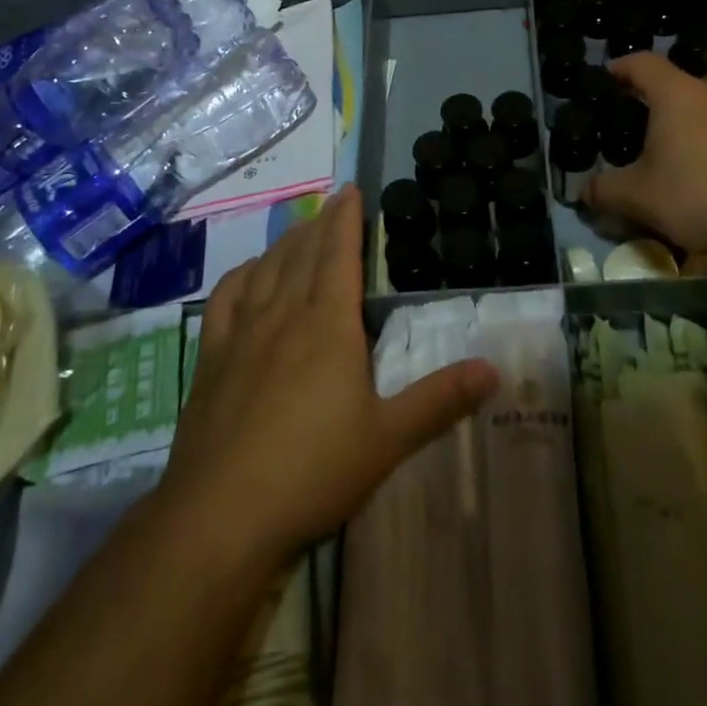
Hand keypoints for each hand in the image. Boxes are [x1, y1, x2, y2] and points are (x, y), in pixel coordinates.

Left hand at [160, 186, 497, 564]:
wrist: (220, 516)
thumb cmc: (313, 471)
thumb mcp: (388, 439)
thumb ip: (440, 400)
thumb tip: (494, 369)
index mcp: (328, 323)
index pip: (339, 252)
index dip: (346, 218)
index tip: (351, 189)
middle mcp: (284, 313)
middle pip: (303, 252)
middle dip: (320, 222)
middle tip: (332, 202)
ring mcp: (242, 333)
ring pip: (267, 268)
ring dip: (286, 242)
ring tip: (299, 229)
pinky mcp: (212, 358)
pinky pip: (227, 299)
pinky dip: (243, 275)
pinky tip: (249, 275)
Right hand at [585, 53, 706, 265]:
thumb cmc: (699, 194)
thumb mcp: (639, 197)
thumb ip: (605, 190)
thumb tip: (585, 192)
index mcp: (676, 94)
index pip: (642, 63)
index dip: (620, 68)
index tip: (605, 79)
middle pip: (673, 84)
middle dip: (649, 100)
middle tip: (628, 124)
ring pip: (701, 109)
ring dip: (680, 124)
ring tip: (663, 153)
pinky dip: (705, 143)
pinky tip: (700, 176)